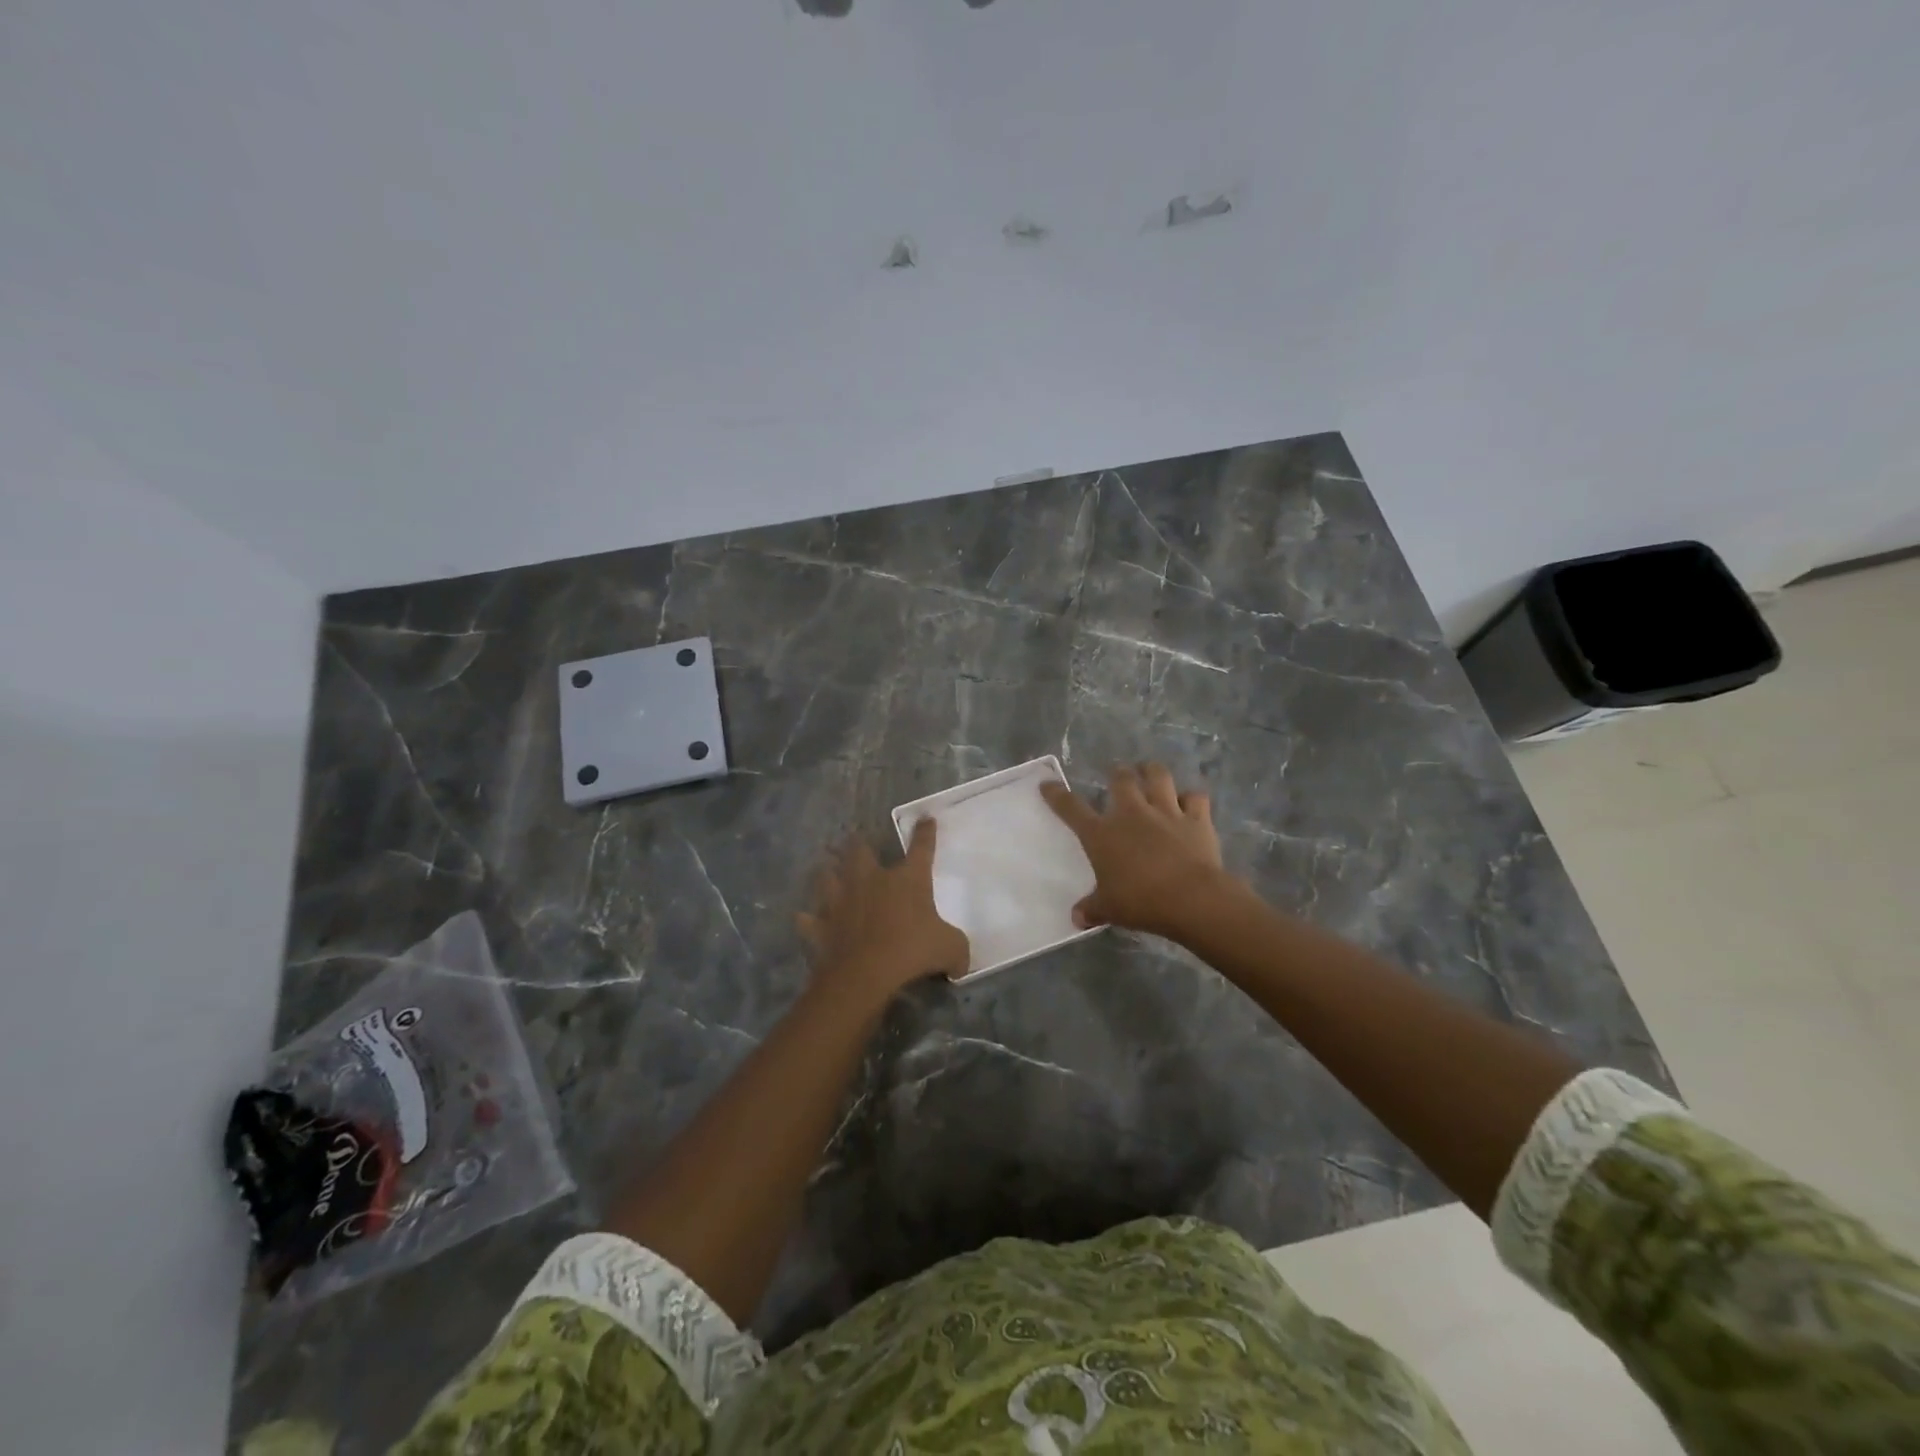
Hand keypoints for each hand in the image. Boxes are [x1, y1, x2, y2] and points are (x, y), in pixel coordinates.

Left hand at [797, 819, 969, 1009]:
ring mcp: (841, 900)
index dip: (925, 833)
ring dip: (827, 872)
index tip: (925, 819)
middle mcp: (871, 880)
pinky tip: (804, 917)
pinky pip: (808, 919)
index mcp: (907, 879)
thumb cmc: (912, 951)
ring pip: (826, 876)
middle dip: (858, 843)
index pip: (921, 849)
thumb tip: (960, 961)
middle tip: (855, 838)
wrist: (864, 973)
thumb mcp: (950, 950)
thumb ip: (957, 950)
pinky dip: (807, 918)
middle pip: (859, 851)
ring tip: (826, 869)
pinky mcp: (820, 925)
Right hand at [1041, 763, 1230, 939]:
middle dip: (1117, 773)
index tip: (1048, 785)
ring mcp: (1166, 812)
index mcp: (1102, 834)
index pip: (1072, 808)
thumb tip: (1076, 917)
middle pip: (1121, 779)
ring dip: (1152, 771)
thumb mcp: (1109, 909)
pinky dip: (1191, 798)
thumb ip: (1091, 909)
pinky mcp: (1196, 819)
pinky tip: (1189, 802)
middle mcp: (1132, 814)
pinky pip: (1195, 798)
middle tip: (1118, 773)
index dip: (1057, 795)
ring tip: (1149, 770)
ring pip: (1158, 776)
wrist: (1191, 898)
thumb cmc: (1141, 902)